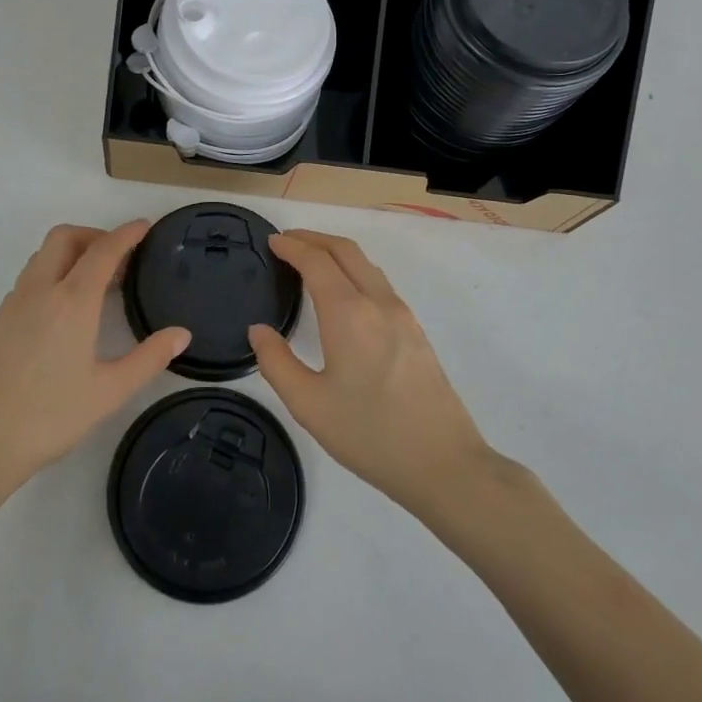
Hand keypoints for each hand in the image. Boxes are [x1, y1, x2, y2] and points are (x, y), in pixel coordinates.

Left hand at [0, 222, 189, 498]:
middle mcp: (39, 291)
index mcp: (71, 302)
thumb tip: (181, 334)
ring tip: (97, 284)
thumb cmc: (49, 417)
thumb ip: (149, 358)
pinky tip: (66, 310)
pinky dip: (53, 274)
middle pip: (64, 238)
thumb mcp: (109, 392)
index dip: (126, 234)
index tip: (145, 226)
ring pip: (43, 256)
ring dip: (71, 254)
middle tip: (120, 259)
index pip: (102, 251)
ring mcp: (13, 304)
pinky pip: (30, 278)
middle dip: (94, 236)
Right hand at [250, 230, 493, 518]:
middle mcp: (378, 303)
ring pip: (366, 265)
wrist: (443, 463)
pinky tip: (343, 293)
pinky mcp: (416, 331)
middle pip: (346, 250)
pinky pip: (379, 283)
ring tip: (311, 261)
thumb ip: (276, 362)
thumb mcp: (309, 404)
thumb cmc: (369, 434)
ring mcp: (403, 315)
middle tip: (287, 241)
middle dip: (314, 238)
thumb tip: (259, 331)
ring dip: (336, 252)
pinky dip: (354, 271)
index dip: (292, 246)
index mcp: (349, 314)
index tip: (271, 241)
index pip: (317, 261)